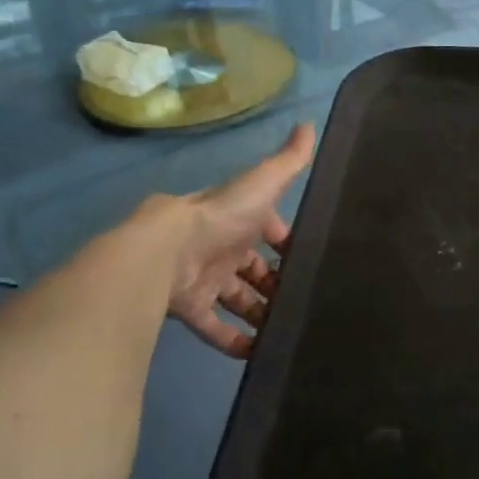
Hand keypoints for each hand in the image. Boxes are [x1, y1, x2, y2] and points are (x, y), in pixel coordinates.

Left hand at [161, 123, 315, 357]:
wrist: (167, 251)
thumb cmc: (221, 217)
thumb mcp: (263, 184)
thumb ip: (289, 161)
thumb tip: (309, 124)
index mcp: (239, 220)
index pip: (269, 232)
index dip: (288, 245)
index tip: (311, 261)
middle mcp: (223, 248)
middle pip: (254, 270)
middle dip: (276, 284)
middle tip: (303, 301)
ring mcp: (206, 279)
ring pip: (238, 299)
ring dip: (259, 313)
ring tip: (288, 329)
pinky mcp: (192, 308)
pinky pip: (215, 328)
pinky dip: (234, 341)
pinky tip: (259, 354)